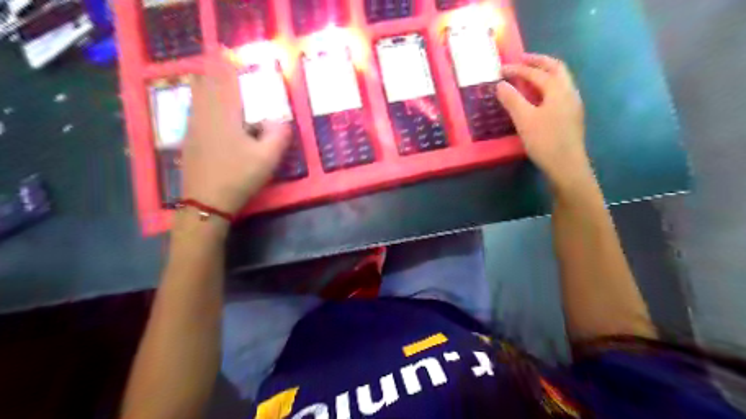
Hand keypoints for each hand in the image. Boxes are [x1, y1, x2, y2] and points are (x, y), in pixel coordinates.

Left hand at [180, 58, 290, 213]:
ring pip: (197, 96)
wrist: (206, 202)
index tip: (231, 53)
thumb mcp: (267, 158)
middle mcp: (205, 115)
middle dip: (214, 70)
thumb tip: (282, 118)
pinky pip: (193, 109)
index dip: (228, 66)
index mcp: (225, 115)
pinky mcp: (189, 140)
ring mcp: (194, 127)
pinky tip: (203, 104)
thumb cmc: (239, 177)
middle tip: (221, 60)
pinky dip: (199, 99)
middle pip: (207, 84)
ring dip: (205, 82)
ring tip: (212, 75)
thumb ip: (278, 135)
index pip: (226, 82)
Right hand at [498, 53, 591, 185]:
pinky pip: (560, 92)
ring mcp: (573, 104)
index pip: (536, 73)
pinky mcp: (571, 116)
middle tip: (521, 60)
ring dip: (545, 72)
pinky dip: (548, 86)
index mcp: (558, 90)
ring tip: (529, 75)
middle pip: (556, 68)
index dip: (518, 69)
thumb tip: (500, 85)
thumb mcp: (524, 119)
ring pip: (560, 80)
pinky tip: (539, 97)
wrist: (566, 166)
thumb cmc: (545, 141)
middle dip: (538, 61)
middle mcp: (569, 92)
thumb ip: (512, 100)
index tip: (501, 69)